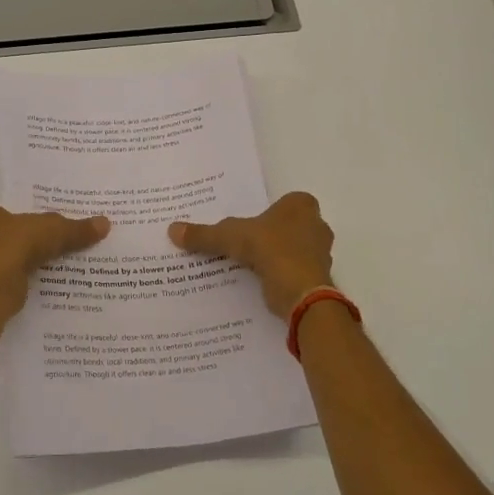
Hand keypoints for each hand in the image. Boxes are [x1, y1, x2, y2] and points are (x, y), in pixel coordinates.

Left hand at [0, 200, 109, 313]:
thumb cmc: (13, 245)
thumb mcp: (53, 230)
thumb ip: (76, 229)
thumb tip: (105, 223)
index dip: (9, 216)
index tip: (28, 225)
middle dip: (6, 240)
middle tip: (33, 244)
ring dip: (8, 263)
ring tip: (35, 265)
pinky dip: (8, 282)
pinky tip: (28, 284)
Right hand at [169, 191, 334, 318]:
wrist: (301, 292)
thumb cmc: (271, 249)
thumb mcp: (230, 236)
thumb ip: (204, 234)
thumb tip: (172, 229)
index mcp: (301, 205)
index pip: (284, 202)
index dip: (267, 212)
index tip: (249, 223)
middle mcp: (316, 225)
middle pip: (289, 226)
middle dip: (271, 234)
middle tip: (245, 243)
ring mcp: (321, 253)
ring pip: (293, 250)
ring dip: (276, 257)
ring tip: (249, 265)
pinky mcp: (318, 278)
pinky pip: (294, 273)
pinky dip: (280, 277)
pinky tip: (261, 283)